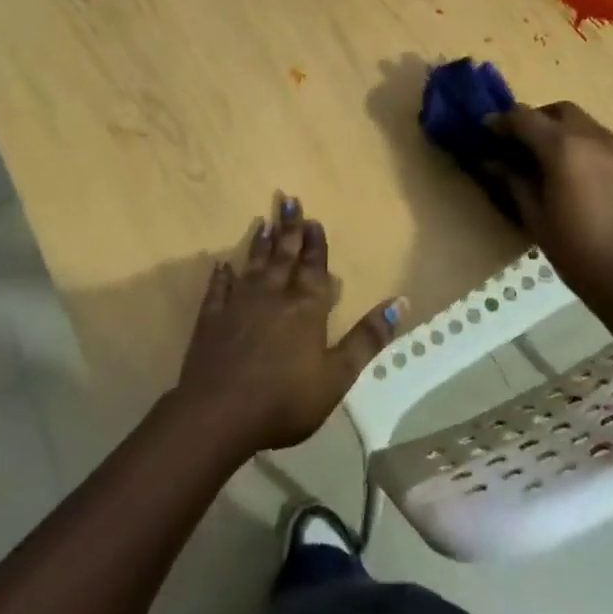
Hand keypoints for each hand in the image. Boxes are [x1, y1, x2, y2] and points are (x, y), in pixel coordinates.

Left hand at [174, 195, 399, 456]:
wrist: (219, 413)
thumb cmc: (285, 398)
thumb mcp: (338, 375)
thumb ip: (367, 338)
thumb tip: (400, 302)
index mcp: (306, 307)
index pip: (314, 267)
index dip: (316, 243)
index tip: (314, 219)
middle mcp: (274, 295)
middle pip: (284, 255)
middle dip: (289, 228)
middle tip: (288, 200)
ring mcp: (239, 304)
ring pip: (253, 265)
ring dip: (259, 244)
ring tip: (262, 222)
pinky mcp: (212, 318)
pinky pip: (218, 289)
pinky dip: (222, 276)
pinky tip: (222, 265)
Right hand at [487, 102, 612, 312]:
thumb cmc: (575, 248)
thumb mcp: (534, 215)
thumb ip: (513, 180)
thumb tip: (492, 161)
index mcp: (563, 147)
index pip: (525, 118)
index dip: (502, 121)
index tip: (487, 130)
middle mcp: (592, 137)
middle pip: (559, 111)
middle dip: (537, 119)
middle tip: (521, 142)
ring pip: (585, 124)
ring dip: (563, 131)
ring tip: (551, 160)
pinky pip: (603, 142)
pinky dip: (585, 147)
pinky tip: (579, 175)